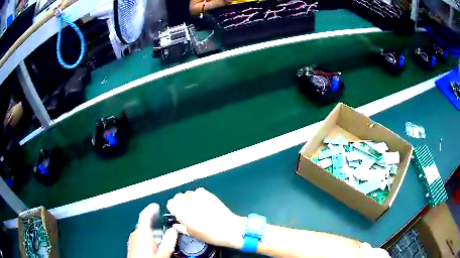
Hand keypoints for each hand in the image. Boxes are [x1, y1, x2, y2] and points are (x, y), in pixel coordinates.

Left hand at [127, 204, 177, 257]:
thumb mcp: (163, 252)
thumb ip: (168, 240)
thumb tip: (173, 231)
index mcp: (142, 233)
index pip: (145, 215)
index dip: (151, 209)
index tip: (156, 206)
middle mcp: (135, 234)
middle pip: (144, 223)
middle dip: (154, 223)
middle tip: (163, 225)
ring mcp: (133, 239)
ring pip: (142, 230)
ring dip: (151, 231)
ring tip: (160, 237)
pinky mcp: (132, 244)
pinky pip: (140, 236)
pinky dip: (147, 236)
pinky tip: (153, 244)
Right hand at [167, 188, 245, 249]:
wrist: (228, 228)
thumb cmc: (208, 234)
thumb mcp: (191, 233)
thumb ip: (181, 227)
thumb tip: (176, 224)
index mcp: (180, 210)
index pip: (170, 203)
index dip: (174, 209)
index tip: (177, 214)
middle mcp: (187, 200)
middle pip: (178, 197)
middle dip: (180, 203)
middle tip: (187, 211)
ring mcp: (198, 195)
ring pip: (188, 193)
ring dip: (189, 199)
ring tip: (196, 207)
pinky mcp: (208, 193)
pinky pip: (199, 192)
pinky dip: (199, 196)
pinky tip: (204, 203)